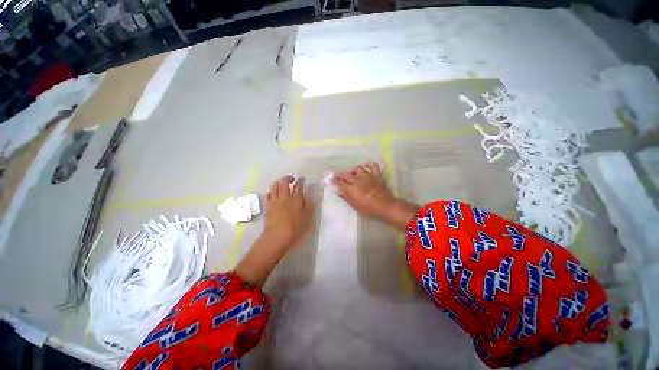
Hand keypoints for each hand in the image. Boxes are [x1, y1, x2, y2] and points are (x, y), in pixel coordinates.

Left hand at [263, 176, 311, 249]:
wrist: (277, 236)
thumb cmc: (295, 228)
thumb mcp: (307, 218)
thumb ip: (308, 206)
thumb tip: (310, 198)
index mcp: (296, 199)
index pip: (299, 185)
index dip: (301, 181)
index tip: (302, 179)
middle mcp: (285, 197)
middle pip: (284, 182)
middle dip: (288, 178)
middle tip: (291, 179)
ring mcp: (275, 200)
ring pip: (274, 186)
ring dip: (278, 183)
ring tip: (281, 185)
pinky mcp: (268, 206)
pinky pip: (268, 194)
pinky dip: (271, 192)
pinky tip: (273, 194)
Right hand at [334, 162, 418, 229]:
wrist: (385, 207)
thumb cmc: (369, 209)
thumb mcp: (355, 206)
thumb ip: (346, 197)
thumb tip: (338, 191)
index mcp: (352, 189)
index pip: (340, 183)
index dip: (335, 181)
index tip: (331, 180)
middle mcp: (358, 180)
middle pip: (347, 175)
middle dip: (340, 174)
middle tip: (337, 175)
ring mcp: (368, 177)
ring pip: (358, 169)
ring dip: (352, 170)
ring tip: (350, 172)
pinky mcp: (376, 176)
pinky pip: (373, 166)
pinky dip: (369, 164)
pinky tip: (365, 164)